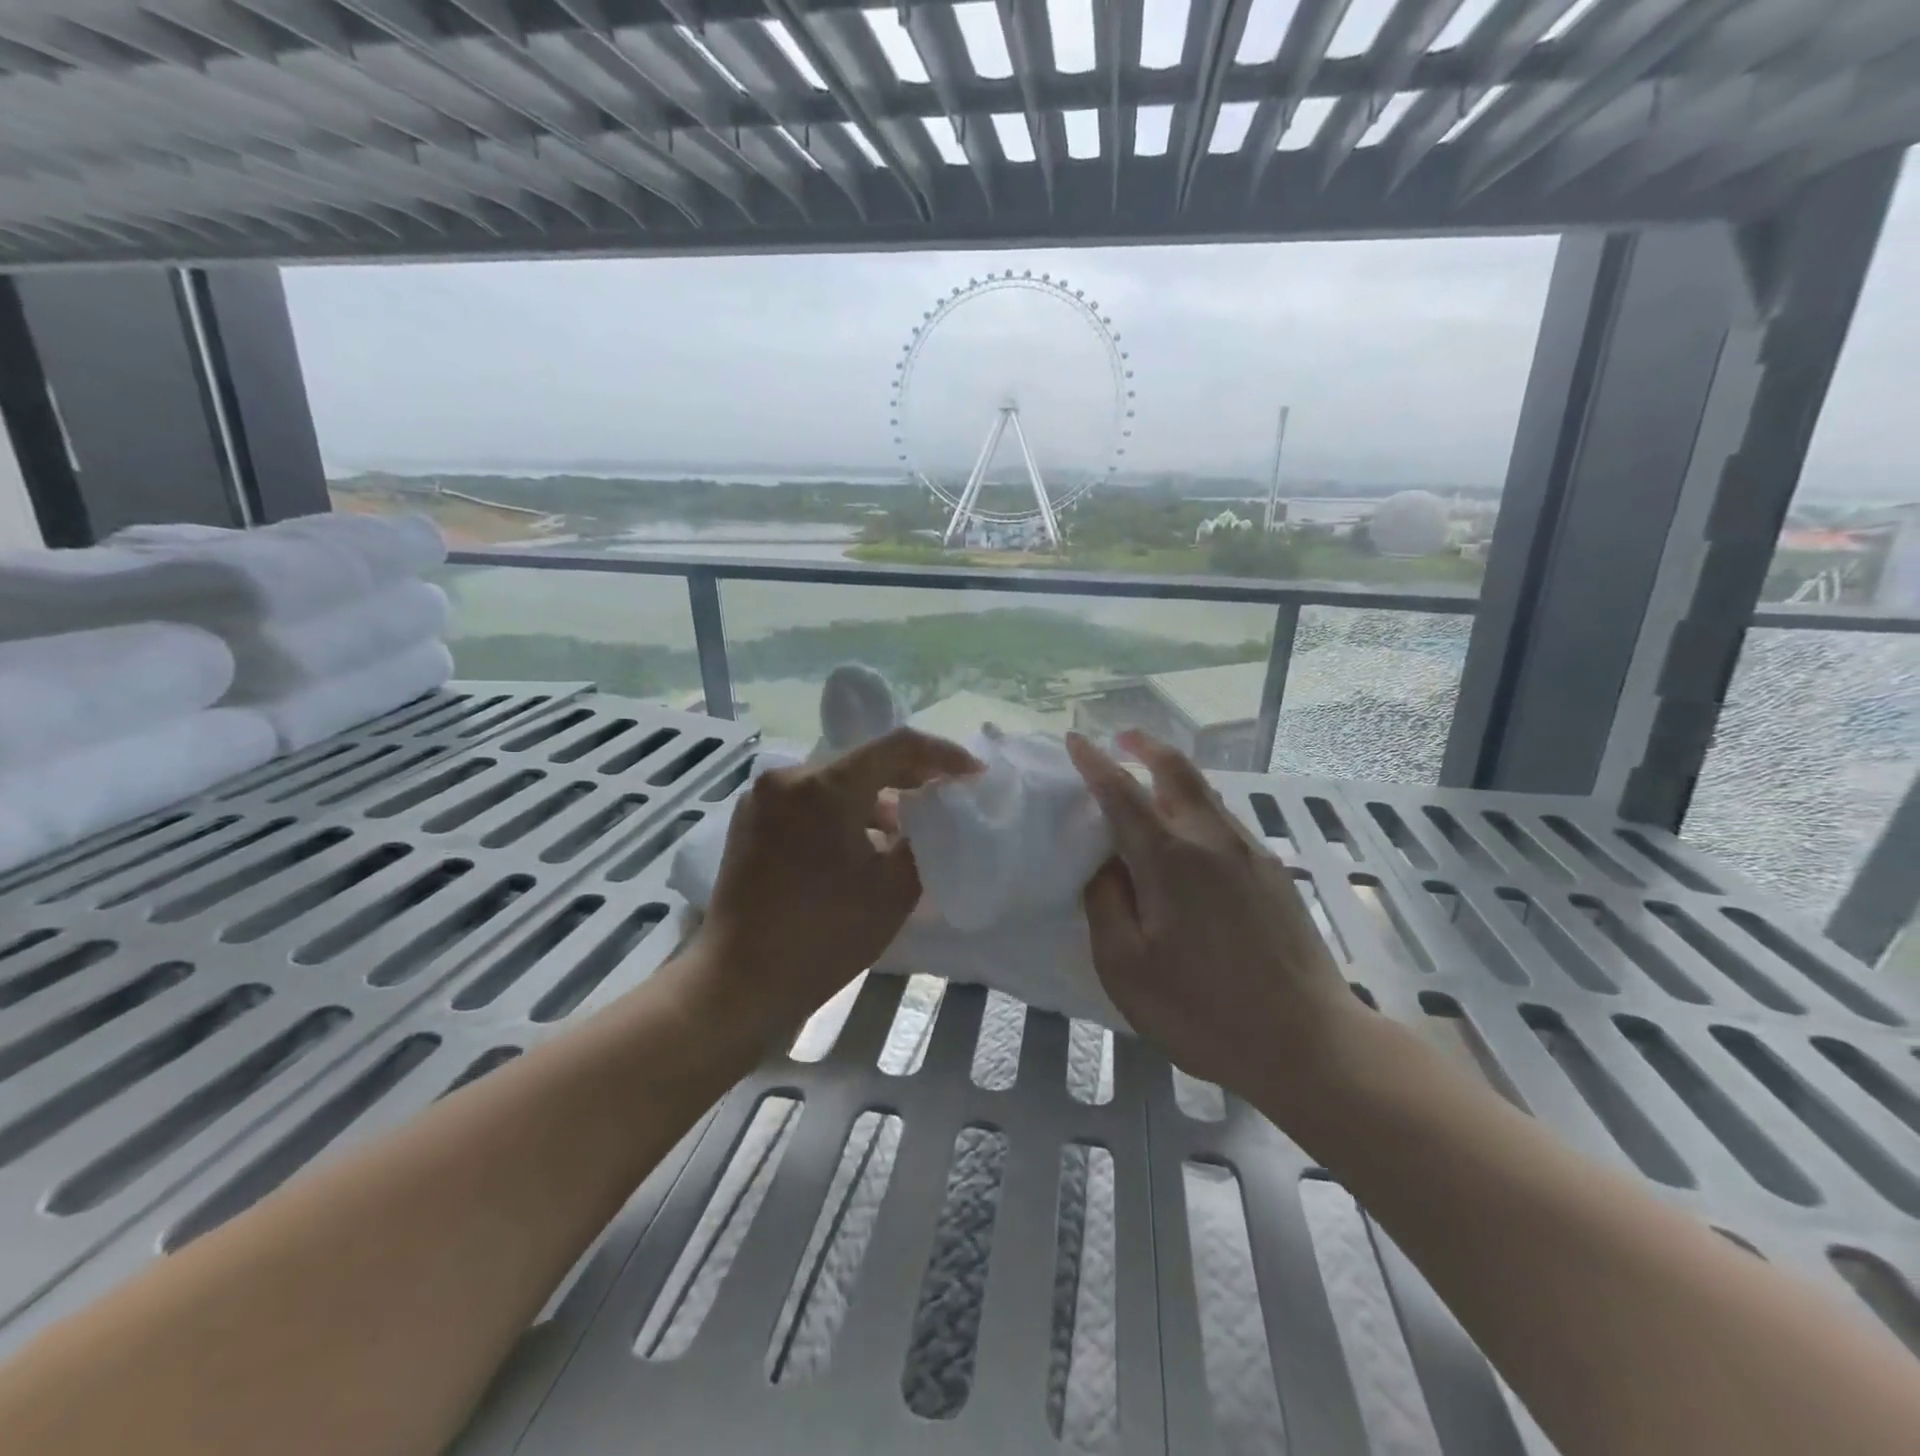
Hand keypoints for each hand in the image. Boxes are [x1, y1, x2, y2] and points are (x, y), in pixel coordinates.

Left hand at [690, 727, 980, 1046]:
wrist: (739, 982)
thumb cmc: (824, 935)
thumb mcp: (895, 888)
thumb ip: (923, 839)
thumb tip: (929, 818)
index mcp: (826, 784)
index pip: (897, 746)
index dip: (942, 755)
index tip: (973, 773)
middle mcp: (789, 776)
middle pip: (863, 760)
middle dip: (908, 776)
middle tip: (943, 798)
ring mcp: (762, 798)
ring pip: (834, 781)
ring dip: (873, 798)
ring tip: (902, 830)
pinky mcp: (748, 822)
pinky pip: (807, 801)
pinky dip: (840, 811)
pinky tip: (857, 845)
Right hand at [1065, 729, 1362, 1108]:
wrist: (1308, 1043)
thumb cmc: (1202, 1010)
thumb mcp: (1126, 967)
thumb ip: (1106, 903)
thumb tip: (1104, 864)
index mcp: (1170, 858)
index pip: (1122, 793)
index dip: (1094, 763)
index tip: (1074, 740)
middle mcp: (1212, 840)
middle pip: (1179, 771)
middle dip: (1147, 746)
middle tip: (1122, 737)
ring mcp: (1251, 854)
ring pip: (1207, 794)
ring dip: (1174, 777)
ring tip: (1150, 782)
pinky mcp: (1274, 874)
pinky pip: (1225, 822)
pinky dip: (1197, 808)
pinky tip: (1189, 837)